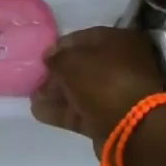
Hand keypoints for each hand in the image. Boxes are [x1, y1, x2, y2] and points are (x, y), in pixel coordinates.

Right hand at [31, 26, 165, 148]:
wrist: (133, 127)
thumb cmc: (104, 81)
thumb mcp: (73, 62)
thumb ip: (57, 58)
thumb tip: (49, 58)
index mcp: (119, 41)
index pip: (84, 38)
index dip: (60, 46)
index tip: (41, 56)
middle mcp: (121, 65)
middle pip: (82, 66)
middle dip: (57, 73)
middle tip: (34, 79)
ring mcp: (116, 93)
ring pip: (80, 90)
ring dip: (56, 93)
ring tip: (32, 97)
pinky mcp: (109, 118)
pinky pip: (81, 111)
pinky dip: (61, 111)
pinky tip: (38, 112)